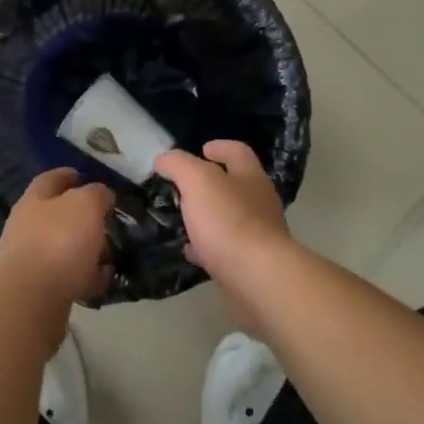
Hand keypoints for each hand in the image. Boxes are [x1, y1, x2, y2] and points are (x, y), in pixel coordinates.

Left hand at [0, 168, 114, 314]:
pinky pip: (67, 276)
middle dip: (79, 216)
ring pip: (61, 247)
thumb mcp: (86, 204)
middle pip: (55, 214)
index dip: (67, 175)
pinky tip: (103, 279)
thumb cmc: (59, 240)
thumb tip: (101, 194)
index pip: (50, 179)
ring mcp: (30, 259)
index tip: (83, 175)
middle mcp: (26, 226)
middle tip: (104, 218)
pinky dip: (85, 276)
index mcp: (34, 200)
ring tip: (109, 253)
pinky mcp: (38, 288)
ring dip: (84, 249)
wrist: (34, 297)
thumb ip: (96, 194)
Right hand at [153, 141, 290, 298]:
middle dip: (211, 183)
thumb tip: (164, 158)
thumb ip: (179, 165)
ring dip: (207, 216)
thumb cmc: (228, 220)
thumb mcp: (197, 181)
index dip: (220, 146)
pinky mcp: (251, 263)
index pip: (238, 151)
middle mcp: (259, 202)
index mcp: (250, 176)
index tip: (202, 149)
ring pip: (230, 217)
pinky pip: (225, 248)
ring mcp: (258, 234)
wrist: (257, 277)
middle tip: (183, 186)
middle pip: (236, 184)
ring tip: (181, 218)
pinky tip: (190, 251)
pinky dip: (207, 246)